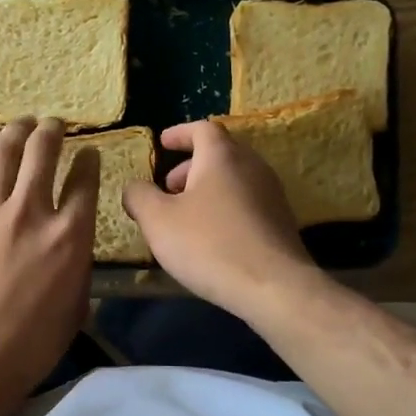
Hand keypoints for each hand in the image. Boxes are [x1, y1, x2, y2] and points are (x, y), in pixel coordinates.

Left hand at [0, 117, 97, 408]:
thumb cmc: (33, 342)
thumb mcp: (76, 303)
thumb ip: (77, 262)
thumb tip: (70, 243)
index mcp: (70, 235)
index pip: (85, 180)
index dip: (89, 160)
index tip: (89, 153)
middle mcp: (32, 212)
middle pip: (43, 152)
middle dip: (52, 131)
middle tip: (53, 124)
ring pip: (4, 154)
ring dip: (16, 132)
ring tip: (21, 124)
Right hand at [122, 120, 317, 319]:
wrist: (273, 286)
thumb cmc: (209, 244)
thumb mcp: (158, 220)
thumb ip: (139, 196)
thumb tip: (134, 188)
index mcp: (222, 156)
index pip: (202, 128)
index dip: (180, 134)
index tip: (162, 143)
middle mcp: (252, 166)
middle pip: (220, 153)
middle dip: (190, 166)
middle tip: (167, 188)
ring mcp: (272, 194)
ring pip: (234, 179)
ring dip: (207, 189)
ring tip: (185, 216)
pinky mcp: (281, 222)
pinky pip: (247, 203)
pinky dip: (224, 208)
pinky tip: (211, 238)